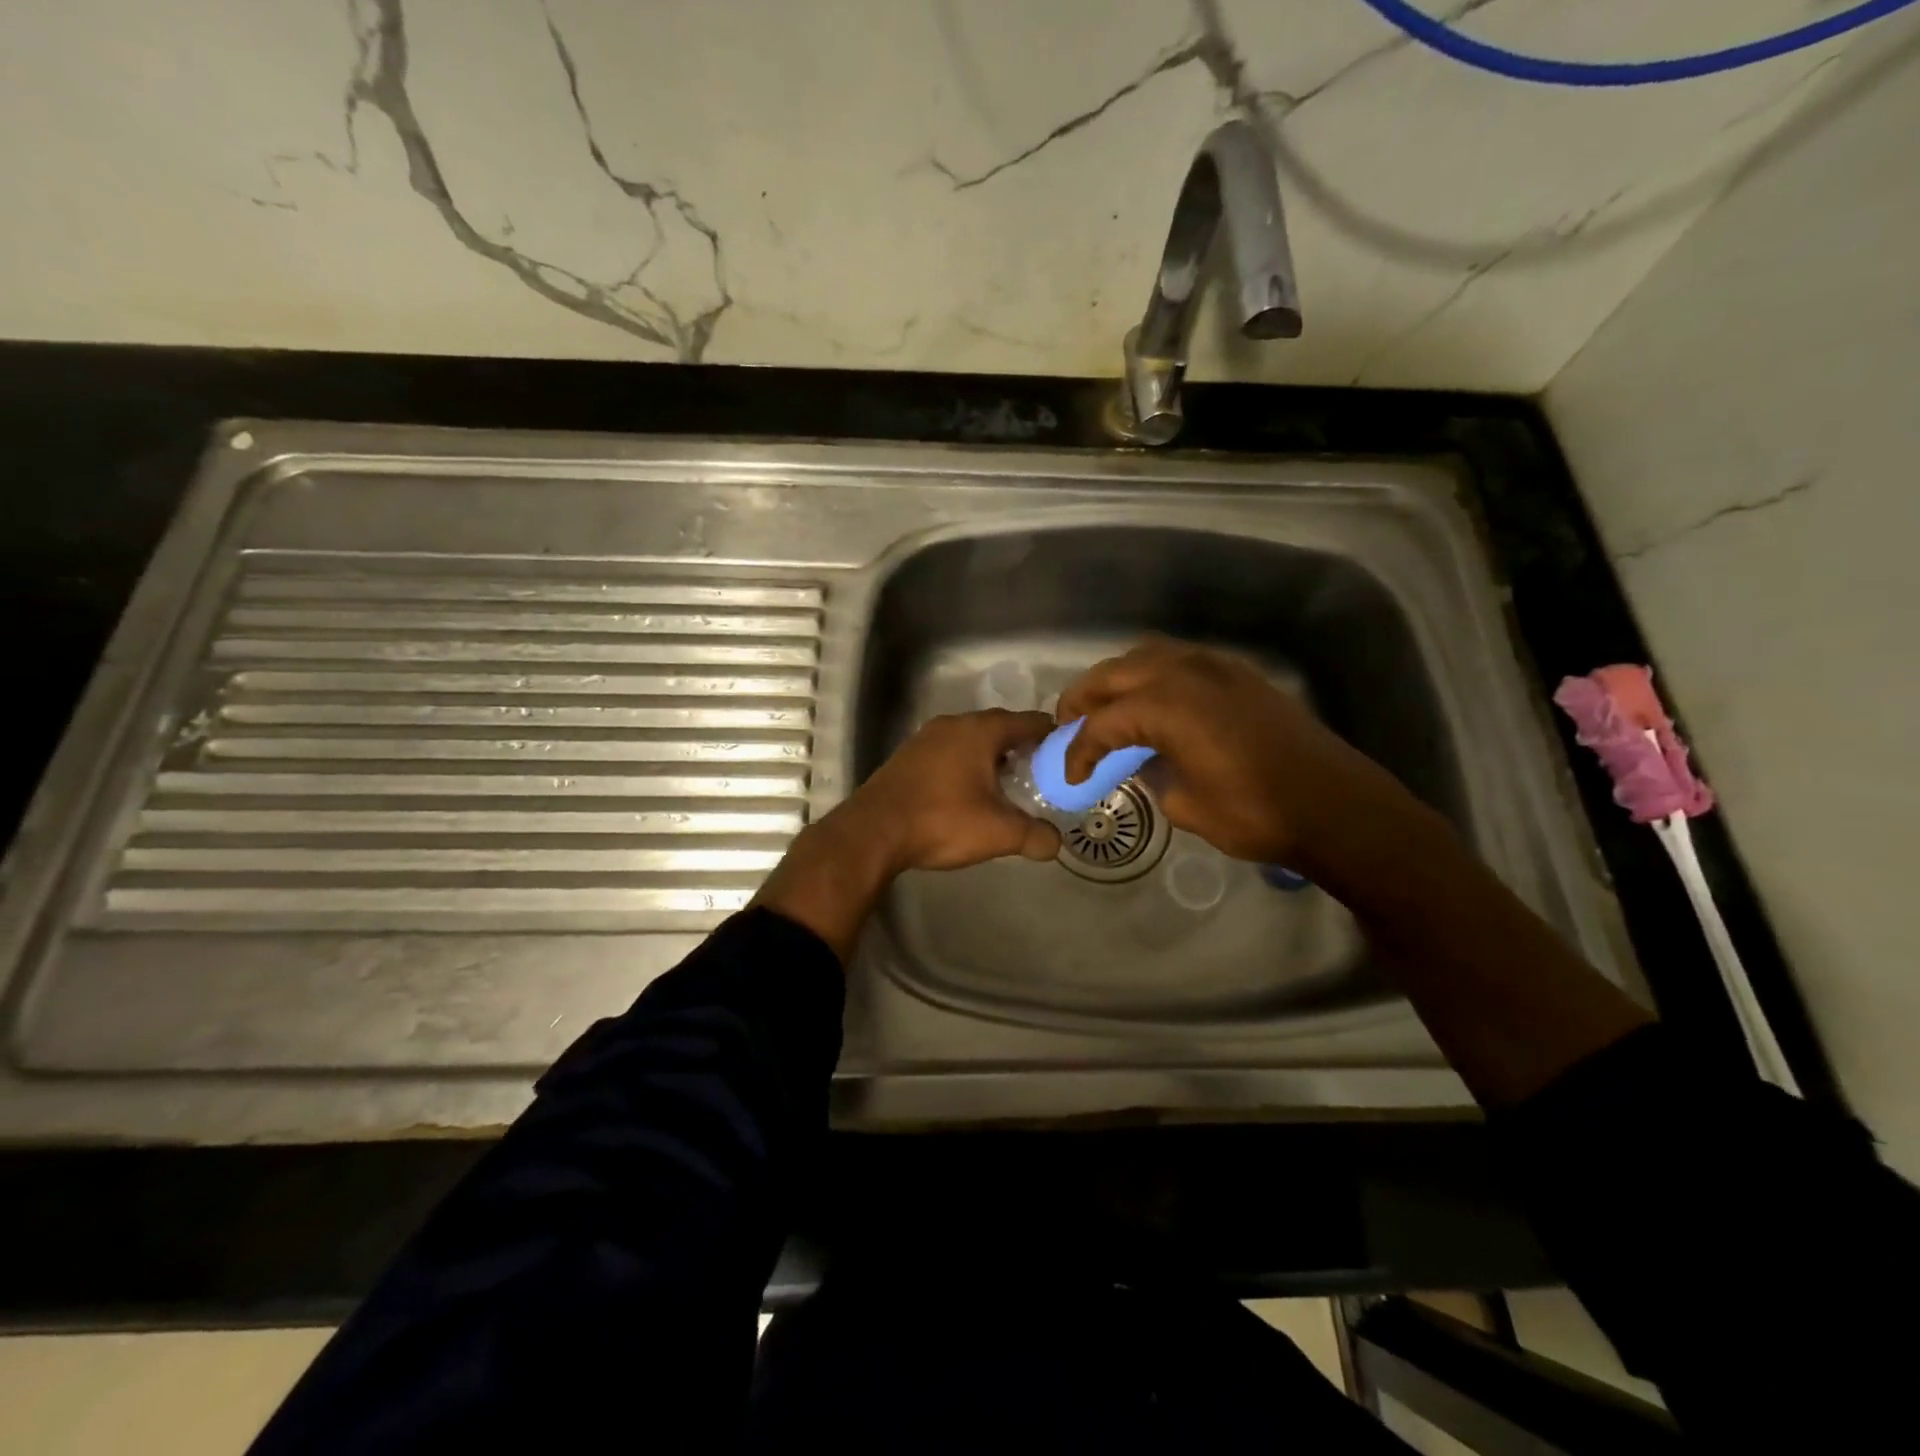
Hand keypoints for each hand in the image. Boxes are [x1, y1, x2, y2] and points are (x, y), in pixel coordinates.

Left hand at [843, 709, 1061, 873]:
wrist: (873, 832)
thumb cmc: (942, 821)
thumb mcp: (998, 833)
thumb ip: (1035, 836)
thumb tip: (1055, 844)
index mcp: (981, 731)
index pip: (1030, 721)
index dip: (1054, 736)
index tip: (1068, 755)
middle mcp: (954, 724)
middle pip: (1000, 727)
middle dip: (1023, 748)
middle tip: (1042, 774)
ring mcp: (926, 737)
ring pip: (971, 739)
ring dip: (992, 757)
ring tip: (1009, 786)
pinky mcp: (908, 756)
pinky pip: (949, 751)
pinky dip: (966, 764)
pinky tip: (969, 792)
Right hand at [1056, 637, 1415, 871]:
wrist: (1334, 806)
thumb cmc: (1256, 813)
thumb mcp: (1187, 805)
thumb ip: (1152, 775)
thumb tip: (1142, 761)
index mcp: (1168, 707)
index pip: (1105, 722)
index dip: (1080, 749)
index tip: (1070, 773)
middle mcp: (1187, 674)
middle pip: (1116, 673)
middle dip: (1085, 698)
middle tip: (1069, 724)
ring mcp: (1217, 668)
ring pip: (1148, 655)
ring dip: (1118, 678)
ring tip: (1106, 706)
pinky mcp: (1240, 675)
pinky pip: (1181, 659)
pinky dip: (1153, 674)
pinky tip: (1153, 701)